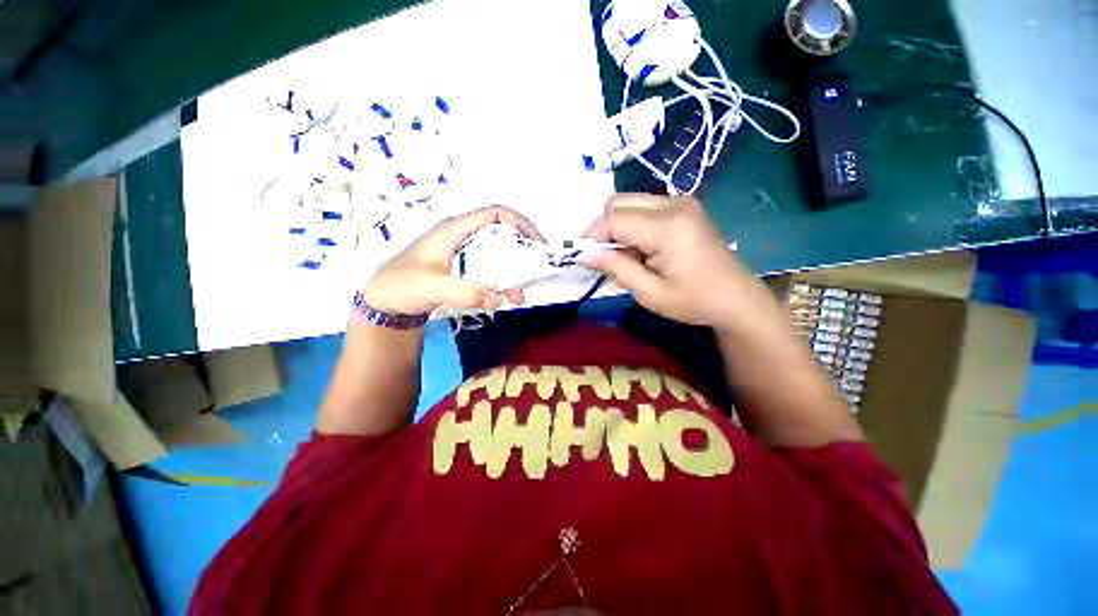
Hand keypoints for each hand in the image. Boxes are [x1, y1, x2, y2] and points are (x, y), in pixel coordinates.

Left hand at [362, 206, 544, 314]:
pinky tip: (505, 298)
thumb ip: (467, 291)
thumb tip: (500, 298)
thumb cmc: (402, 285)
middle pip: (501, 234)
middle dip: (522, 251)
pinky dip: (501, 282)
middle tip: (537, 269)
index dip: (519, 222)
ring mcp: (463, 254)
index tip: (536, 242)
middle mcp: (462, 237)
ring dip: (513, 273)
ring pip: (497, 255)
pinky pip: (489, 270)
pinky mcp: (463, 269)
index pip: (494, 214)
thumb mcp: (434, 286)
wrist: (383, 302)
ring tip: (519, 295)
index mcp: (455, 229)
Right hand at [581, 193, 763, 330]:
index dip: (593, 236)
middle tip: (610, 257)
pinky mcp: (684, 206)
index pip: (614, 219)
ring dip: (619, 225)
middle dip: (605, 228)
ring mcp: (681, 201)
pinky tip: (644, 247)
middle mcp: (674, 204)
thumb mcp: (649, 293)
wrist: (736, 298)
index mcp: (667, 227)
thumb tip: (582, 254)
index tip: (585, 256)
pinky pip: (644, 206)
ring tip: (629, 254)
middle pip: (618, 202)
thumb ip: (615, 268)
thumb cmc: (693, 301)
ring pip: (629, 202)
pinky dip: (633, 224)